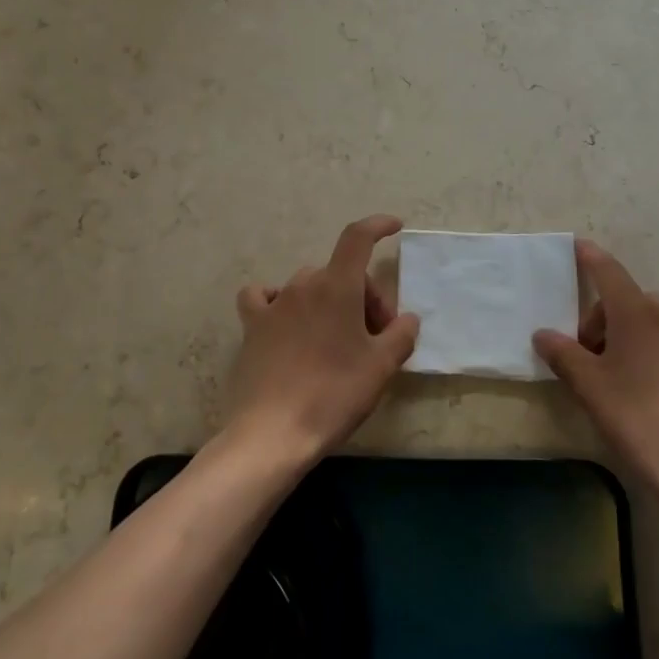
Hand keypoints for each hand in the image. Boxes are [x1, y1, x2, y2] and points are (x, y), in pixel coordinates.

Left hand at [225, 215, 418, 463]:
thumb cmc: (334, 395)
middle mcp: (304, 285)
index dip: (377, 225)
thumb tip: (406, 320)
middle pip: (341, 273)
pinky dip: (279, 301)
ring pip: (310, 285)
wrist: (273, 433)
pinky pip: (263, 297)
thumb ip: (401, 335)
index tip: (394, 226)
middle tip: (377, 336)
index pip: (357, 238)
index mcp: (337, 286)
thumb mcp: (381, 368)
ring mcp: (274, 305)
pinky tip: (286, 321)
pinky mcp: (253, 327)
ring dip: (330, 302)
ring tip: (339, 339)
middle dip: (365, 296)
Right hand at [533, 240, 658, 532]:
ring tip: (622, 376)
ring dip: (632, 335)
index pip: (608, 271)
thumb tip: (543, 334)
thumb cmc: (638, 417)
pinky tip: (654, 389)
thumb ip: (563, 354)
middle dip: (604, 320)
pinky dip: (658, 351)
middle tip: (591, 359)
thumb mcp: (590, 387)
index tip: (578, 245)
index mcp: (637, 311)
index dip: (590, 257)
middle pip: (627, 301)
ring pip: (654, 321)